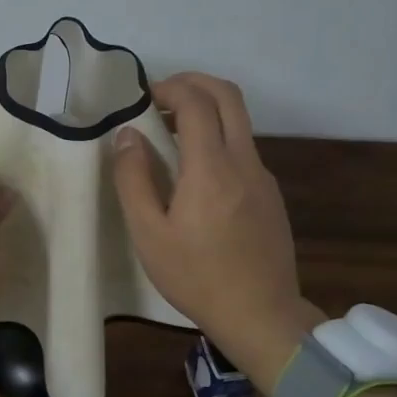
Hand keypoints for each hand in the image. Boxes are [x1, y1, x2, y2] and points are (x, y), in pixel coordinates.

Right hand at [112, 73, 322, 393]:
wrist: (260, 314)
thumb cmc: (196, 277)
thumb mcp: (149, 234)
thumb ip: (134, 179)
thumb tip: (126, 135)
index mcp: (211, 168)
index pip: (196, 102)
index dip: (169, 87)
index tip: (143, 97)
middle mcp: (244, 161)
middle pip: (228, 95)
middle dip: (194, 83)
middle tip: (162, 95)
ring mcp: (263, 177)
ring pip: (240, 121)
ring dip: (207, 110)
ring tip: (171, 132)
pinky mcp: (271, 194)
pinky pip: (244, 149)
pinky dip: (219, 138)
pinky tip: (196, 172)